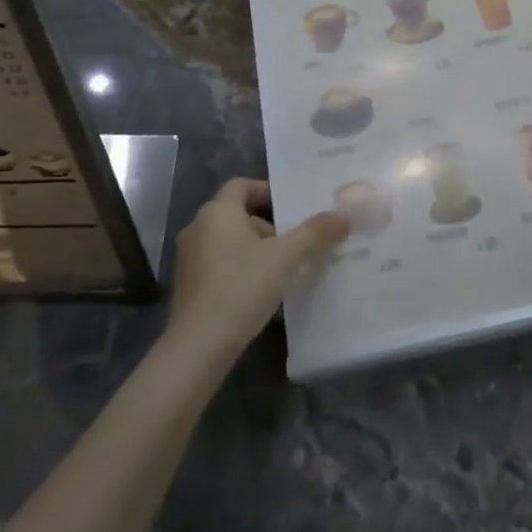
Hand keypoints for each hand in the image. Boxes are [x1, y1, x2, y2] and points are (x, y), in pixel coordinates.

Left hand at [165, 178, 348, 362]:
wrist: (199, 345)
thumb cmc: (242, 287)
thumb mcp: (286, 258)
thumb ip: (315, 233)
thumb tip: (344, 215)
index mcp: (217, 212)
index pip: (241, 185)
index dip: (267, 191)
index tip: (292, 208)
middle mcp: (197, 228)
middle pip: (238, 214)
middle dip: (268, 225)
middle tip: (295, 242)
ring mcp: (189, 258)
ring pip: (229, 241)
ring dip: (255, 249)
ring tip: (284, 268)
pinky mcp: (188, 286)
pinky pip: (219, 264)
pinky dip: (240, 268)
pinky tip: (260, 290)